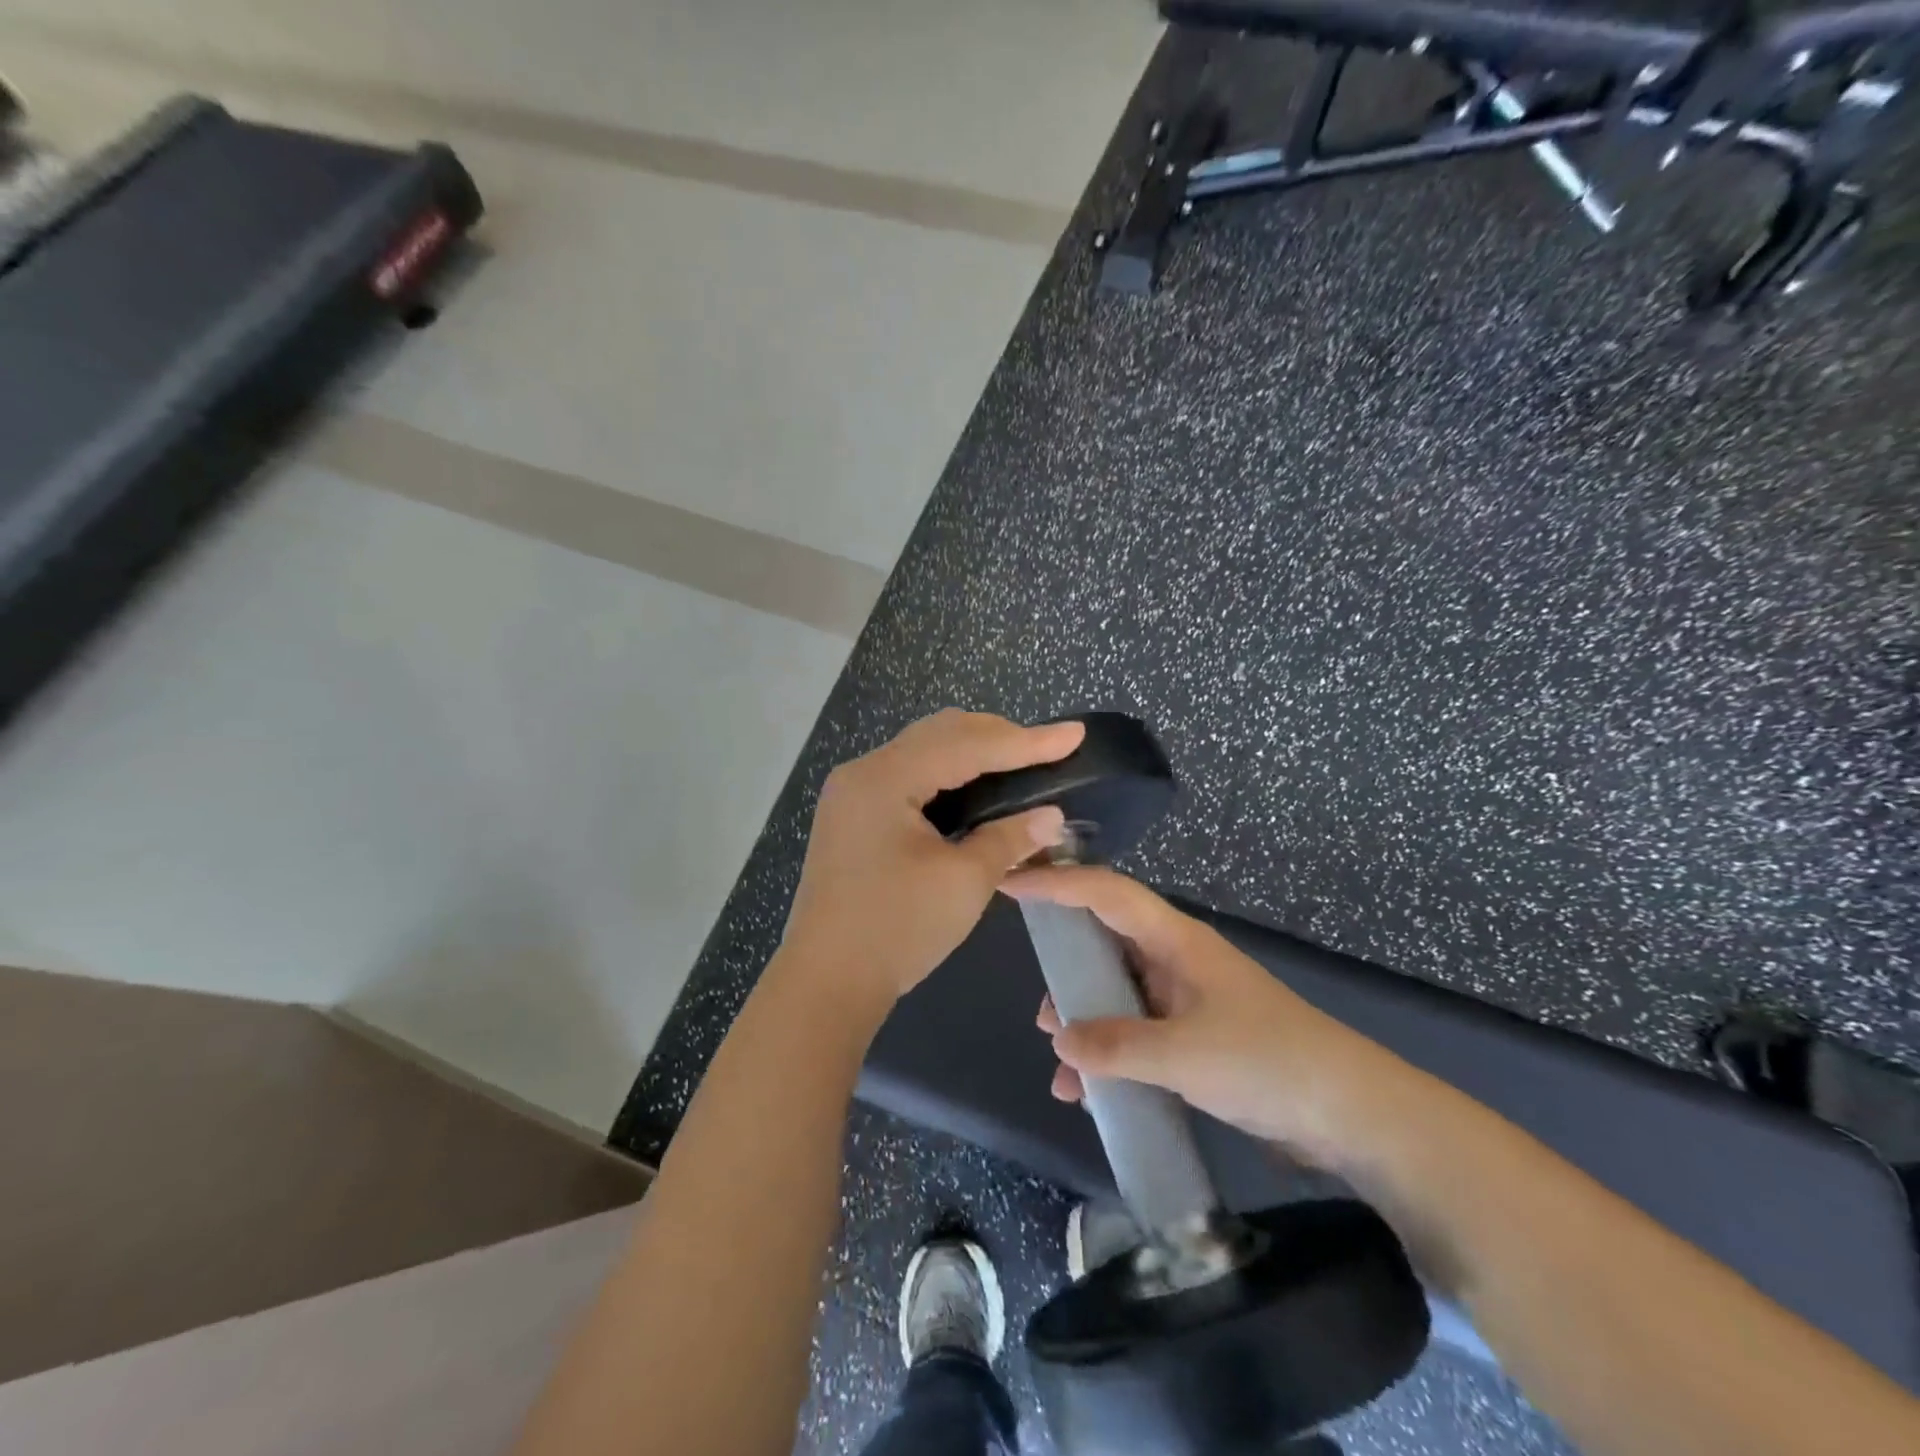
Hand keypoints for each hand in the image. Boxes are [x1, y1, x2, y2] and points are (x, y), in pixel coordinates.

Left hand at [778, 710, 1084, 1011]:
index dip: (1025, 740)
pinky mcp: (853, 813)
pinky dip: (947, 773)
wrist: (826, 982)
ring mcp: (853, 792)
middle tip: (1047, 750)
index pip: (967, 744)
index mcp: (885, 779)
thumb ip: (1009, 838)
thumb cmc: (896, 930)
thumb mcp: (963, 882)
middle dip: (998, 737)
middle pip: (941, 733)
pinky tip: (975, 789)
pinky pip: (908, 774)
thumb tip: (1052, 816)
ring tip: (1019, 764)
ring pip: (923, 750)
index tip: (1073, 733)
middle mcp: (864, 771)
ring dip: (972, 752)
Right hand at [1009, 866, 1394, 1167]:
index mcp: (1175, 941)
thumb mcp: (1184, 1055)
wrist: (1351, 1115)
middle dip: (1067, 968)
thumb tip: (1058, 1038)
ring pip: (1118, 995)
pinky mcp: (1194, 1040)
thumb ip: (1116, 1046)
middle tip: (1037, 1001)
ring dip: (1086, 1022)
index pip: (1106, 894)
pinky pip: (1136, 1035)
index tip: (1011, 883)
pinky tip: (1088, 1094)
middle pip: (1106, 943)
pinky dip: (1110, 1057)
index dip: (1058, 884)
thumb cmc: (1268, 1062)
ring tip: (1058, 1058)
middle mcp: (1175, 961)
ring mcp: (1185, 1001)